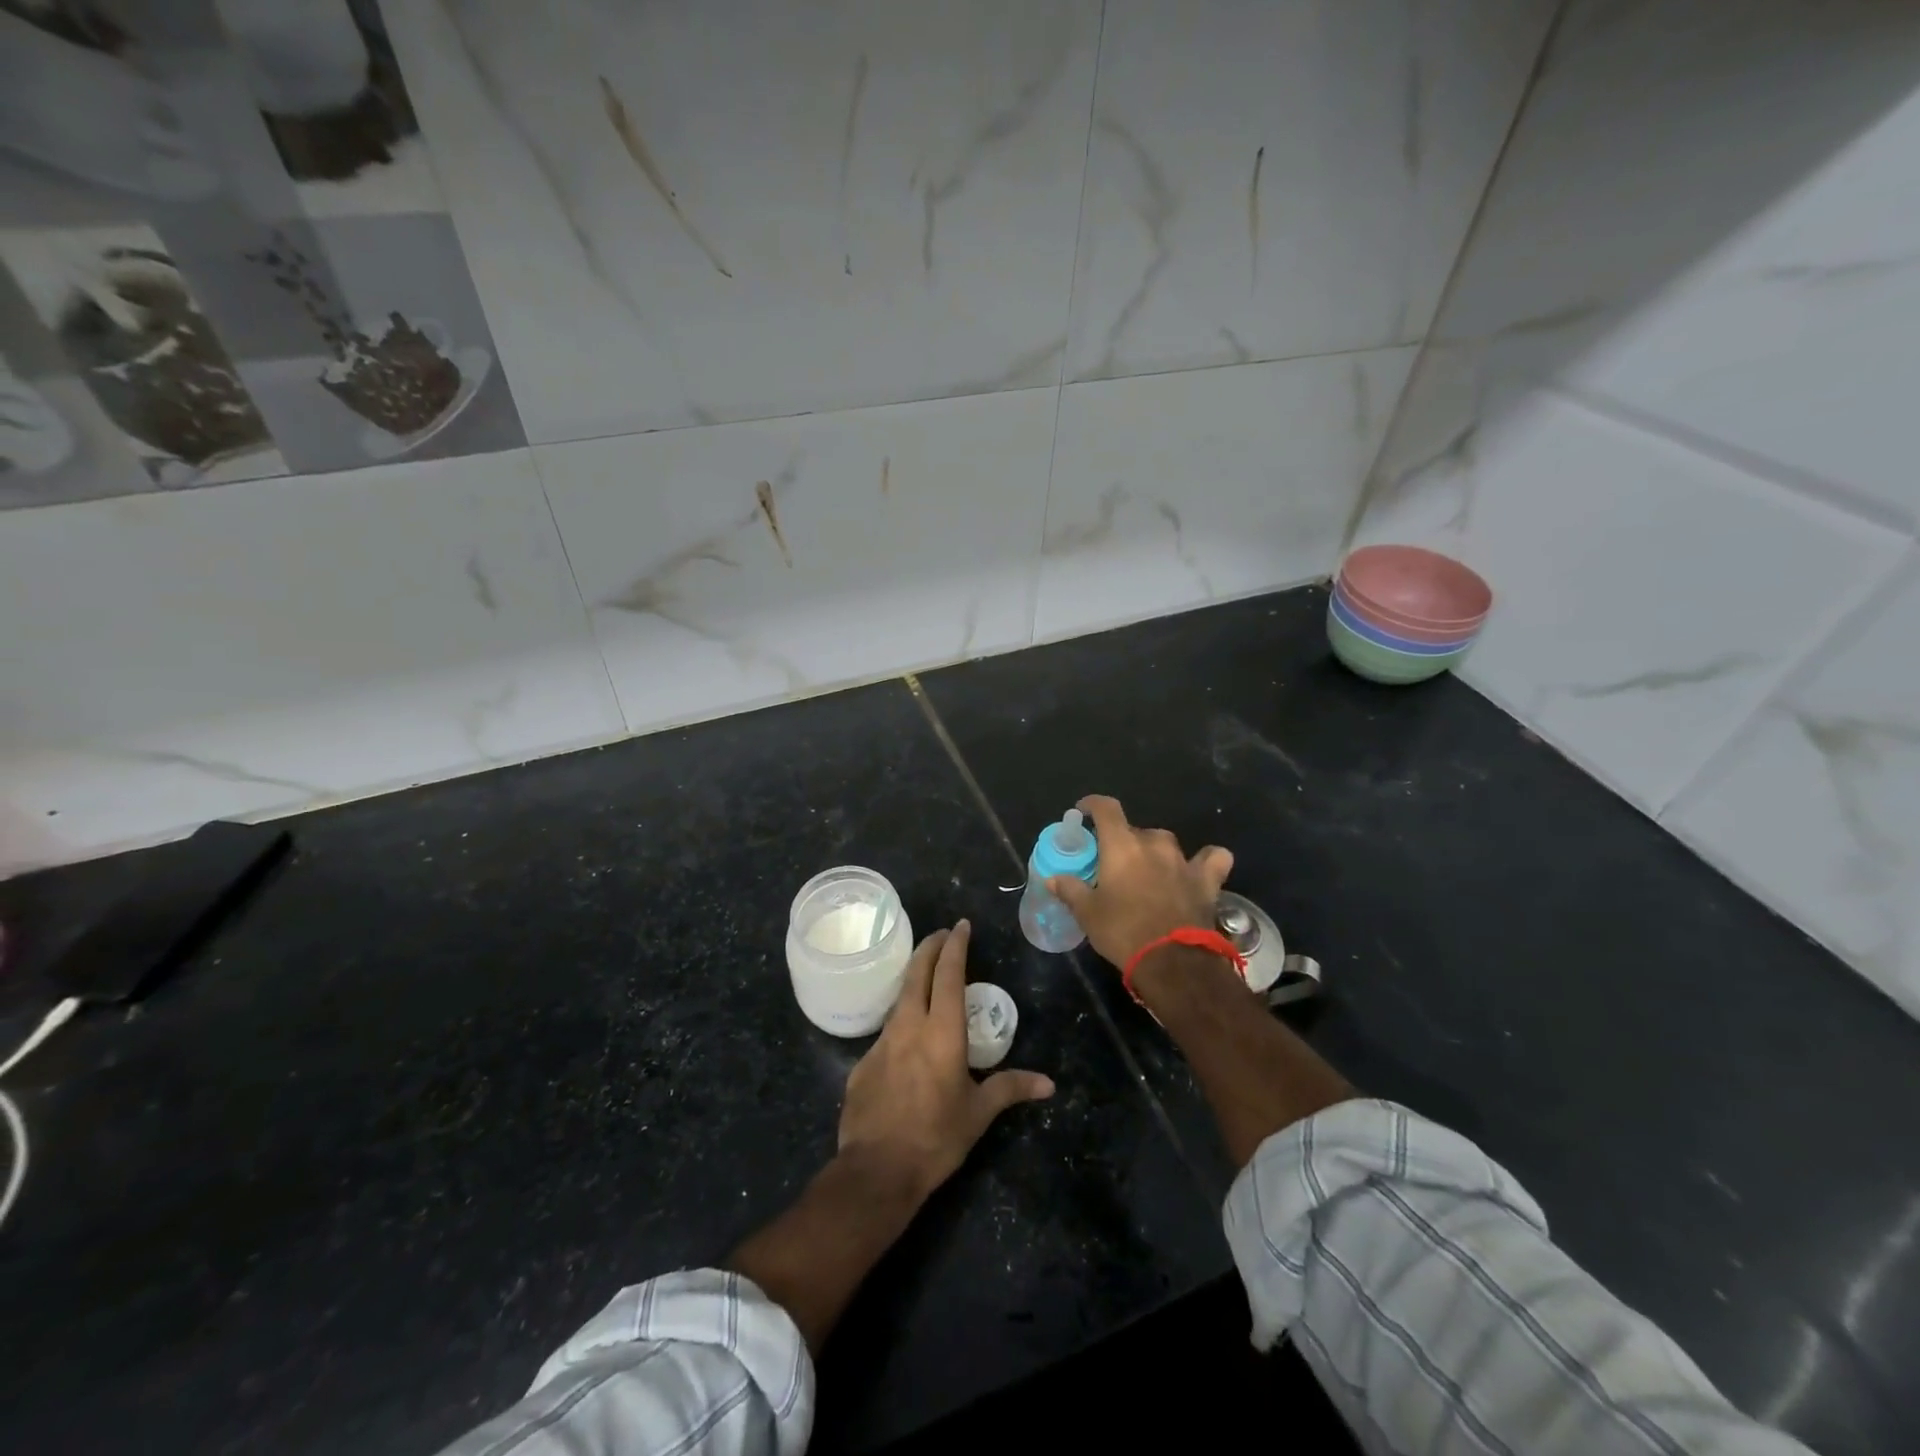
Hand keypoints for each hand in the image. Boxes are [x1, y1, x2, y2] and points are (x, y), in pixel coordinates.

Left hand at [838, 920, 1053, 1200]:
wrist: (875, 1171)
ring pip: (899, 998)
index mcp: (941, 1032)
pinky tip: (907, 1037)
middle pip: (916, 973)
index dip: (955, 946)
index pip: (948, 975)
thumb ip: (1010, 1089)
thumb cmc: (935, 1139)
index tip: (960, 926)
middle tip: (941, 934)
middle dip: (929, 948)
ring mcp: (881, 1042)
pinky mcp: (863, 1062)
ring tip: (925, 976)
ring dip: (913, 980)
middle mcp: (909, 1026)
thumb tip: (1048, 1084)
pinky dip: (901, 1020)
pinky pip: (887, 1031)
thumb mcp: (978, 1114)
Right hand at [1046, 795, 1234, 970]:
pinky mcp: (1207, 880)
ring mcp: (1183, 860)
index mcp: (1121, 846)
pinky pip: (1211, 859)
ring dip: (1154, 852)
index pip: (1106, 809)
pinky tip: (1196, 871)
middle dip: (1121, 842)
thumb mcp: (1088, 914)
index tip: (1083, 811)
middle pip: (1134, 830)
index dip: (1092, 805)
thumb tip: (1053, 878)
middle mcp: (1153, 844)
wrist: (1173, 962)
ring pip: (1165, 843)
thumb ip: (1071, 890)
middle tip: (1112, 865)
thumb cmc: (1123, 932)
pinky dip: (1205, 861)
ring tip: (1147, 873)